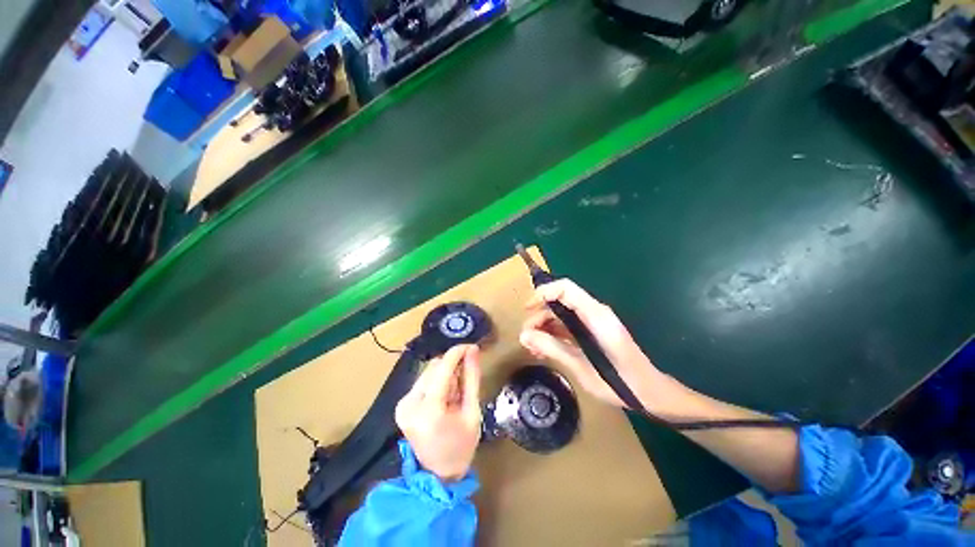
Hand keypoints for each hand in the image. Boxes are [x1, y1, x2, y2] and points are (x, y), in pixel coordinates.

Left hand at [395, 344, 481, 481]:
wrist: (438, 475)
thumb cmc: (461, 446)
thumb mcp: (472, 412)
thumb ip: (472, 378)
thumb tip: (473, 351)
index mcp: (429, 410)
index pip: (442, 369)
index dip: (457, 352)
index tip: (471, 346)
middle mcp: (410, 403)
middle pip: (434, 368)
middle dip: (453, 367)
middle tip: (466, 379)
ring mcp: (403, 404)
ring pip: (429, 372)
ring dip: (445, 374)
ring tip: (456, 392)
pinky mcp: (402, 404)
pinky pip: (423, 381)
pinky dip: (437, 382)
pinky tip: (445, 397)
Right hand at [519, 279, 678, 410]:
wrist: (650, 392)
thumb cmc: (620, 381)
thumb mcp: (581, 367)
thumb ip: (552, 348)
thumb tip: (524, 335)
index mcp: (595, 316)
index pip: (566, 289)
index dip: (544, 292)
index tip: (527, 308)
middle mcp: (594, 313)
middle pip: (560, 301)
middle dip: (539, 315)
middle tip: (526, 338)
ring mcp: (593, 322)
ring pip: (561, 314)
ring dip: (544, 326)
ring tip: (533, 347)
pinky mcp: (592, 331)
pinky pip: (567, 325)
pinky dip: (553, 333)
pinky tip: (544, 349)